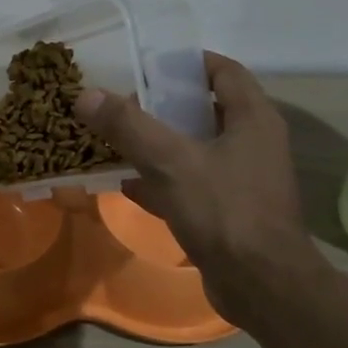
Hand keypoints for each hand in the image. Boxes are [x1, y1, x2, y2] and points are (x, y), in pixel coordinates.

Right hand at [76, 52, 328, 326]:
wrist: (261, 285)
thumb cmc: (224, 211)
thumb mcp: (171, 161)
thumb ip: (128, 126)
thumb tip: (85, 94)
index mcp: (252, 118)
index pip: (223, 71)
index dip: (186, 62)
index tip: (146, 62)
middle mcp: (252, 143)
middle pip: (205, 109)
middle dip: (163, 103)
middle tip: (120, 99)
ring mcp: (242, 179)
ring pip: (194, 148)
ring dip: (158, 142)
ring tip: (115, 135)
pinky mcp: (228, 211)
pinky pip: (189, 183)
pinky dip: (160, 179)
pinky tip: (125, 182)